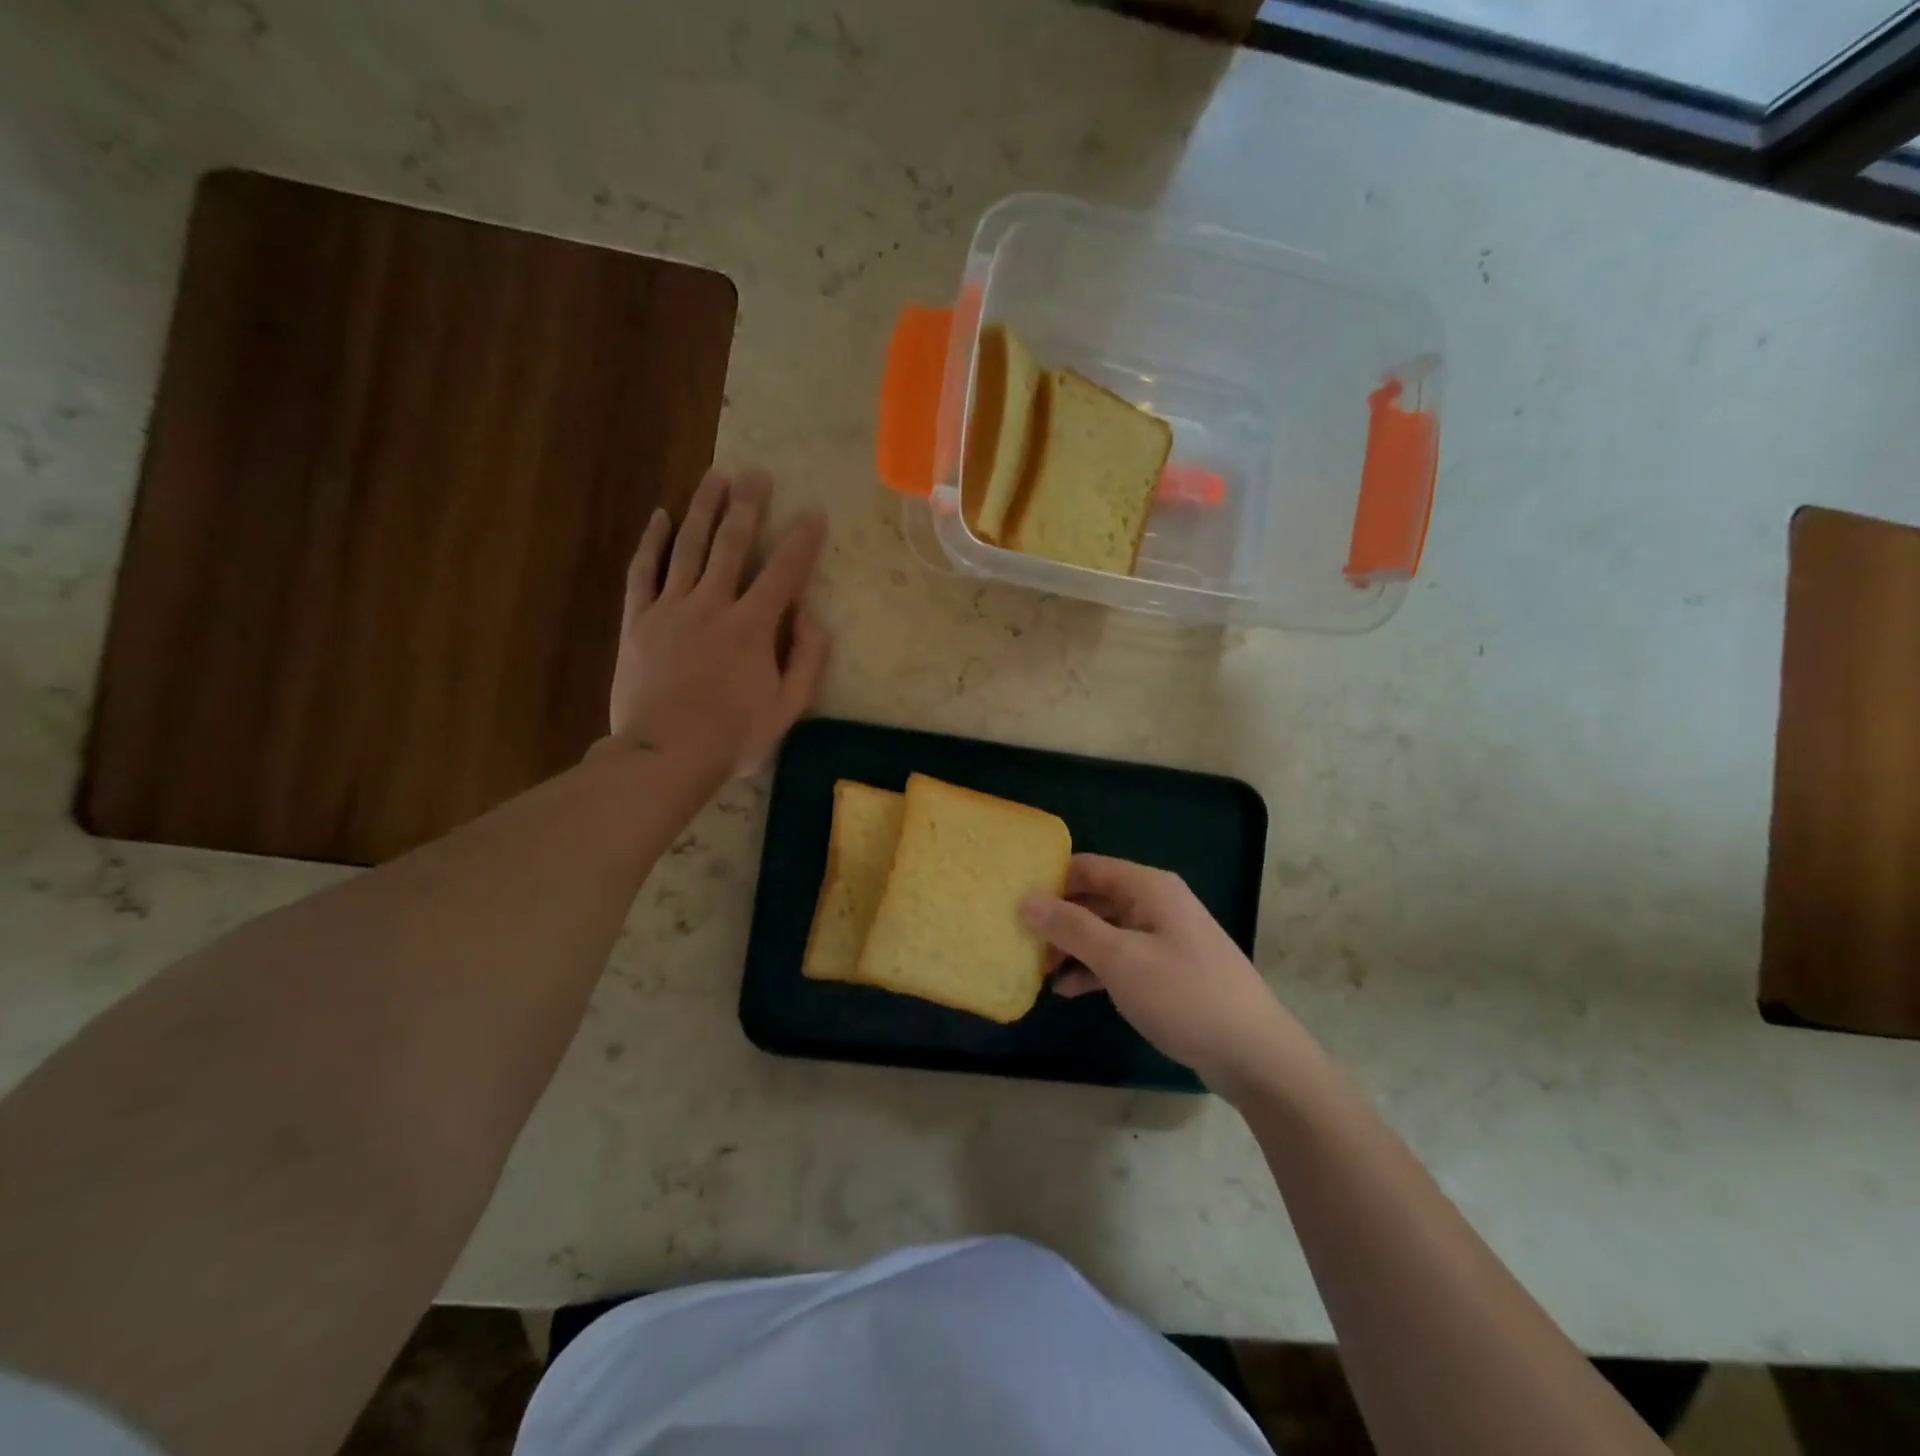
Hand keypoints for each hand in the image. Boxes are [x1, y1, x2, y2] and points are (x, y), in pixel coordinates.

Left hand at [609, 466, 827, 775]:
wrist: (665, 754)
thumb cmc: (733, 734)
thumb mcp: (788, 706)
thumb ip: (807, 658)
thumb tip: (811, 614)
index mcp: (753, 626)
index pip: (784, 572)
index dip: (802, 541)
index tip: (814, 513)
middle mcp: (712, 604)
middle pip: (731, 544)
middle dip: (748, 505)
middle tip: (757, 473)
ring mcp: (671, 608)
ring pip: (688, 546)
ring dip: (704, 508)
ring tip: (716, 476)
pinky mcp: (638, 620)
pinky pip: (643, 571)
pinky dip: (652, 542)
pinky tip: (661, 516)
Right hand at [1023, 855, 1302, 1095]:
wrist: (1254, 1053)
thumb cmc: (1183, 995)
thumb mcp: (1119, 959)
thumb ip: (1070, 927)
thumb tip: (1027, 899)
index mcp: (1147, 887)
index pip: (1087, 867)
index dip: (1049, 879)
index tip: (1012, 900)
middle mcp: (1155, 903)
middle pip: (1094, 897)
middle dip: (1056, 918)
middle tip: (1018, 940)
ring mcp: (1163, 936)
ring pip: (1104, 929)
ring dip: (1071, 947)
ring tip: (1036, 969)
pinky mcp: (1167, 968)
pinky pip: (1120, 956)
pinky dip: (1094, 969)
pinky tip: (1067, 990)